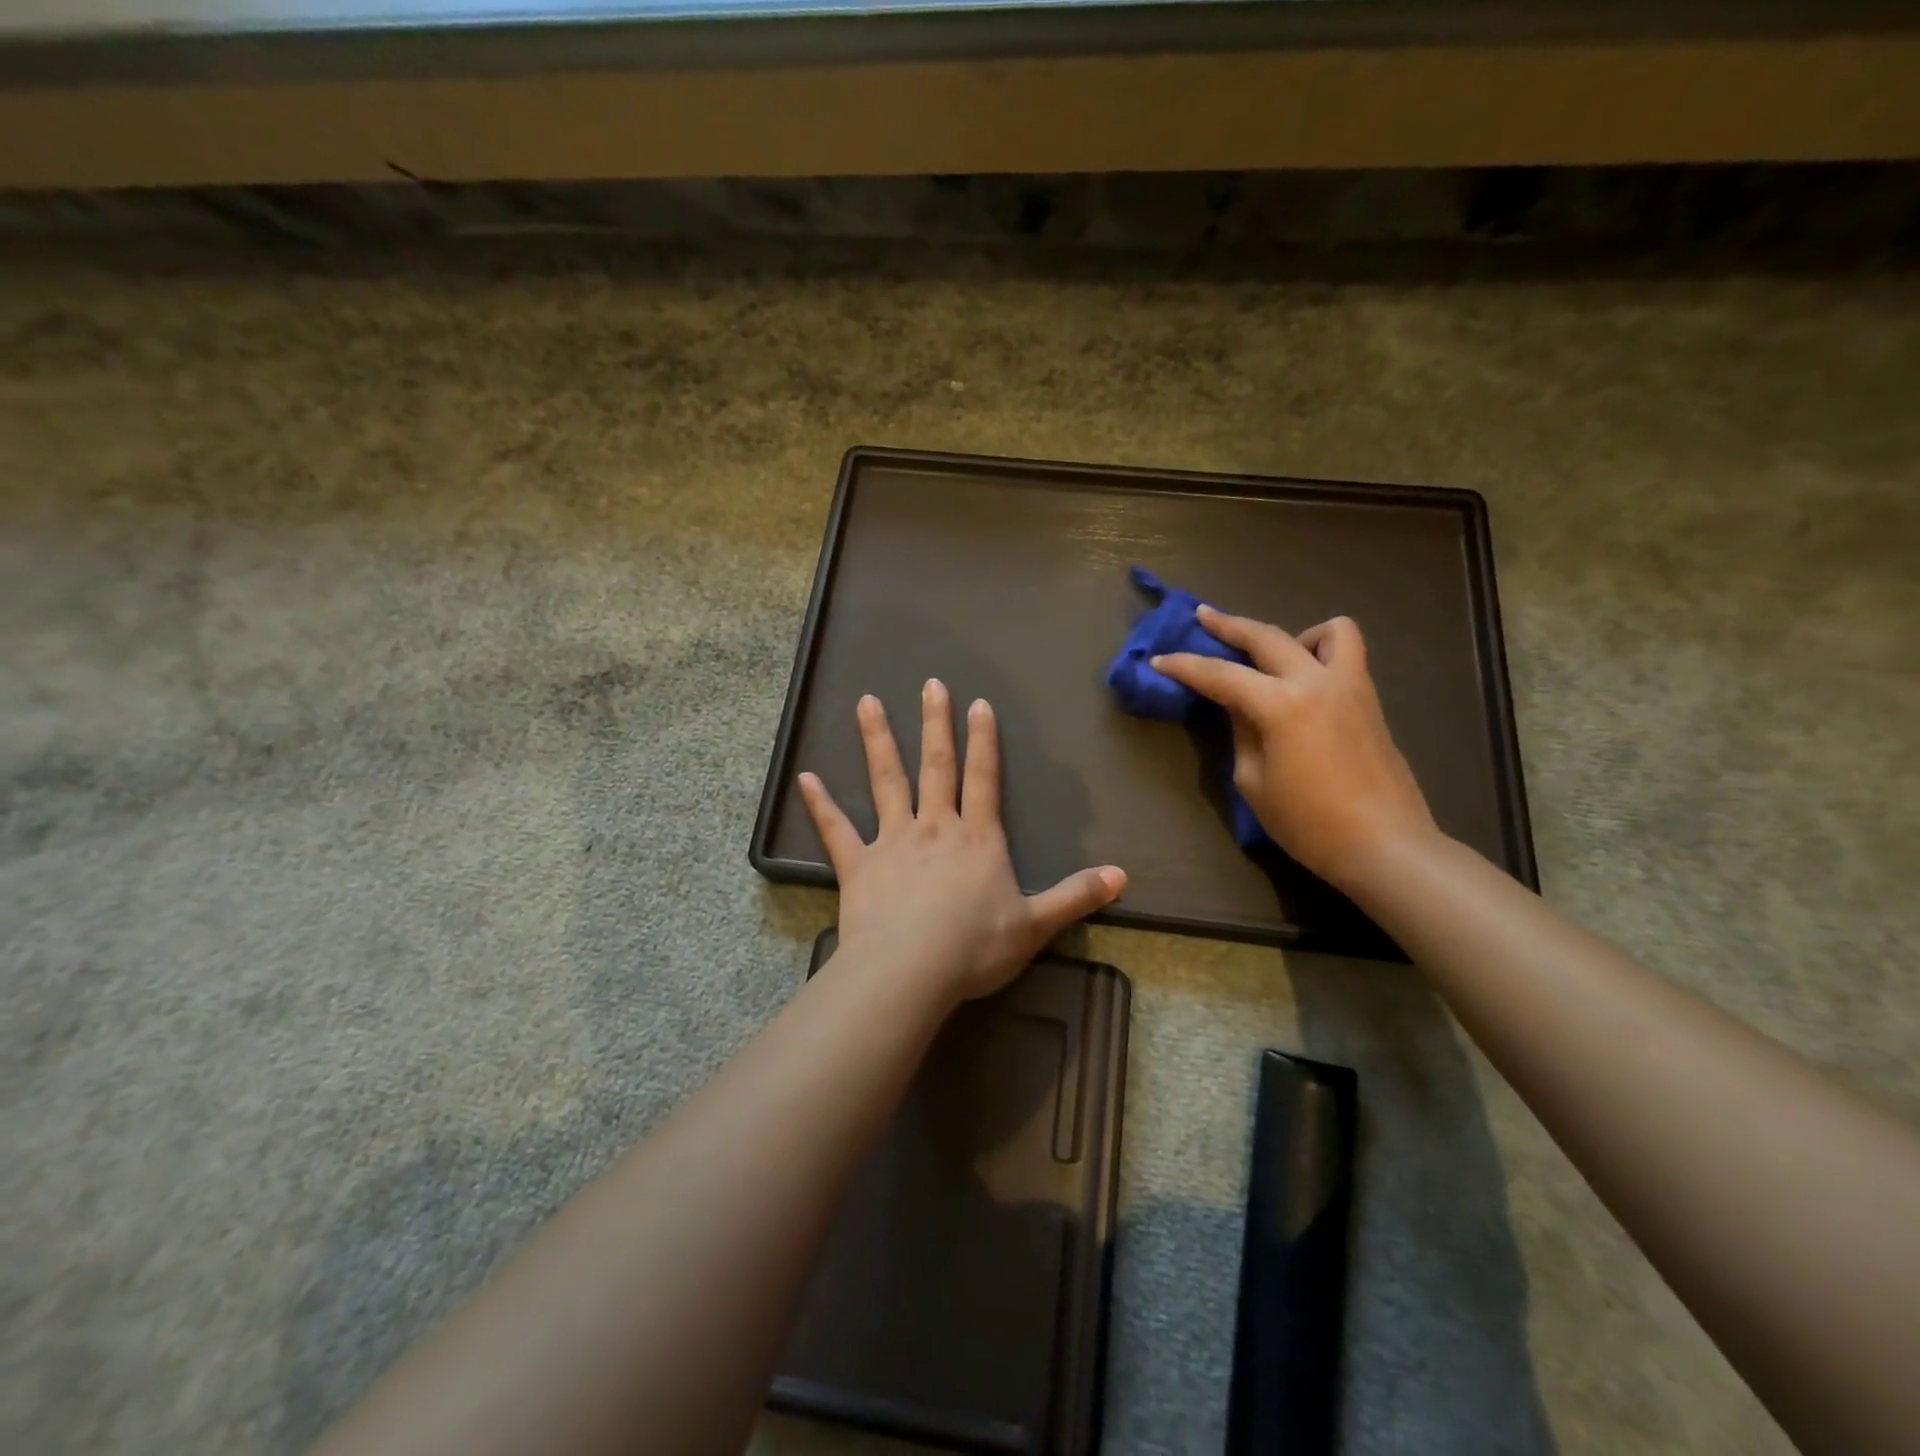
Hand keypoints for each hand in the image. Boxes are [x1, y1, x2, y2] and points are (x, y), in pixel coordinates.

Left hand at [798, 680, 1126, 1006]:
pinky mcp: (858, 865)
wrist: (910, 971)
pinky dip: (821, 804)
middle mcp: (934, 827)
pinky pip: (837, 830)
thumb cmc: (974, 947)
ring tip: (866, 702)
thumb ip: (1076, 897)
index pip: (983, 778)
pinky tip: (805, 777)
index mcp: (976, 839)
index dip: (983, 741)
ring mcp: (892, 842)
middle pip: (936, 766)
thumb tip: (1122, 876)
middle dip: (935, 724)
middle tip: (930, 684)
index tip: (978, 704)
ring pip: (886, 782)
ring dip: (878, 741)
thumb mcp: (1035, 926)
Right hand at [1153, 610, 1437, 888]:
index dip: (1185, 666)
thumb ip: (1242, 732)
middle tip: (1202, 617)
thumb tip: (1238, 705)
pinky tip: (1304, 683)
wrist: (1384, 846)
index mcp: (1281, 706)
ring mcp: (1351, 686)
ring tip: (1274, 660)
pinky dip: (1323, 653)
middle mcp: (1317, 682)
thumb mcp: (1254, 781)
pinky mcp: (1369, 700)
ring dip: (1294, 635)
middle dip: (1229, 624)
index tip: (1159, 659)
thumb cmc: (1308, 823)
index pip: (1221, 675)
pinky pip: (1347, 655)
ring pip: (1328, 630)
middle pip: (1266, 636)